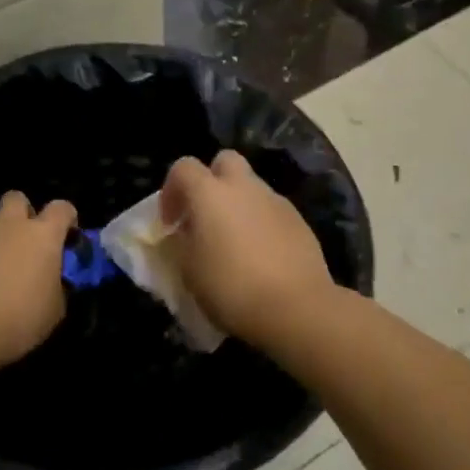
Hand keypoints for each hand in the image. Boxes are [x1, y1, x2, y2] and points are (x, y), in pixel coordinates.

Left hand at [0, 192, 76, 370]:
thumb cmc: (20, 316)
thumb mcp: (54, 309)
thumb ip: (57, 287)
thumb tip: (53, 282)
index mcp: (42, 235)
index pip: (62, 208)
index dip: (68, 218)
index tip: (68, 238)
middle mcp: (10, 227)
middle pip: (16, 198)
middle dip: (24, 212)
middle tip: (27, 240)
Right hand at [159, 151, 335, 346]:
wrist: (296, 307)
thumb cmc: (231, 288)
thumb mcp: (189, 271)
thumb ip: (182, 243)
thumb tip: (186, 232)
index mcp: (210, 193)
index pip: (183, 168)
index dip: (171, 191)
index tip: (170, 223)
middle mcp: (245, 187)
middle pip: (225, 162)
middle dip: (212, 181)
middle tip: (205, 217)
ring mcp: (276, 201)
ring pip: (251, 187)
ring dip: (238, 205)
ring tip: (235, 243)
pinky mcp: (299, 221)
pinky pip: (272, 211)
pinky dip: (261, 223)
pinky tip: (261, 256)